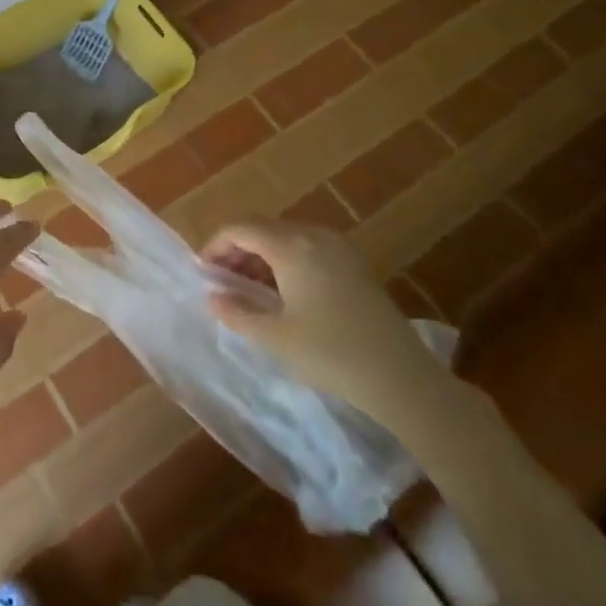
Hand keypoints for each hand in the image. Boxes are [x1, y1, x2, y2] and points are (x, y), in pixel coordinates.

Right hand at [203, 220, 450, 429]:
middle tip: (224, 284)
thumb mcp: (275, 337)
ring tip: (250, 292)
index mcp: (290, 245)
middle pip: (262, 228)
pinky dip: (286, 261)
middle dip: (237, 251)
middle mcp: (313, 235)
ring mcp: (337, 246)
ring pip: (285, 237)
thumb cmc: (331, 354)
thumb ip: (237, 312)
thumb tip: (212, 296)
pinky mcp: (354, 263)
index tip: (204, 274)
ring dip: (261, 256)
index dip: (216, 246)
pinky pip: (307, 248)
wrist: (401, 377)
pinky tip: (284, 294)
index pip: (240, 228)